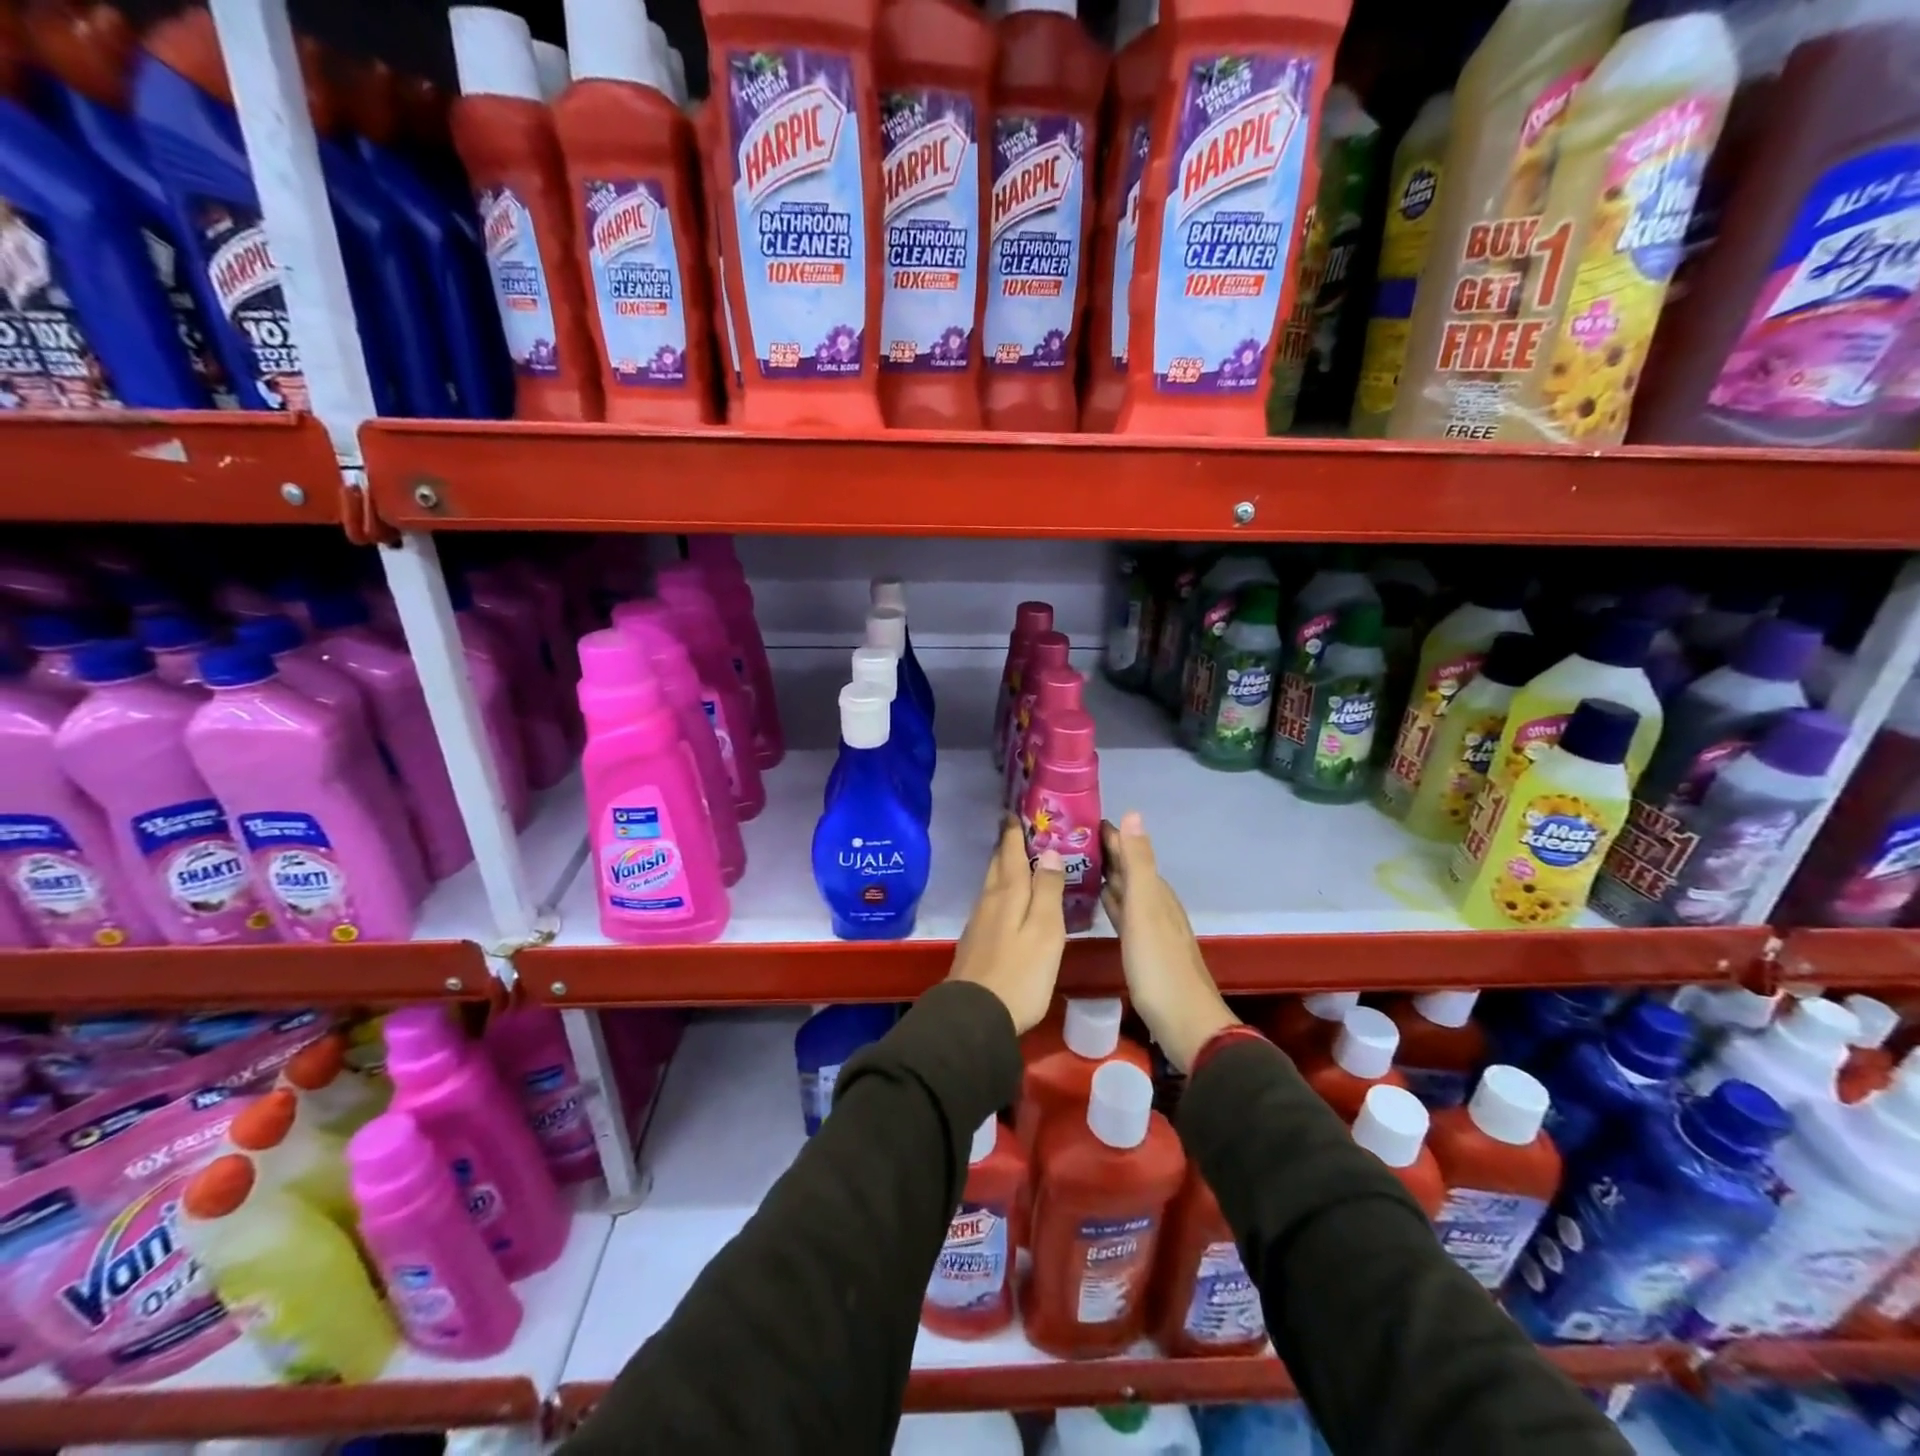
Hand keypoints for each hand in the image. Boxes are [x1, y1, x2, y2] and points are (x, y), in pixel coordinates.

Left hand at [947, 818, 1066, 1034]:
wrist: (976, 1016)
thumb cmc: (1020, 972)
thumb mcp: (1044, 930)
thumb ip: (1048, 890)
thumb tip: (1049, 851)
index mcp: (1008, 893)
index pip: (1010, 852)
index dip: (1013, 831)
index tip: (1014, 810)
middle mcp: (990, 900)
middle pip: (997, 865)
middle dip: (1006, 845)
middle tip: (1016, 827)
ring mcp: (980, 922)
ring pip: (992, 883)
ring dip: (1003, 866)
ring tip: (1017, 858)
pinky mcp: (977, 942)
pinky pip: (991, 902)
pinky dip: (1002, 890)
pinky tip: (1009, 899)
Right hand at [1100, 812, 1237, 1072]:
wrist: (1185, 1023)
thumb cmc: (1159, 965)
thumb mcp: (1145, 909)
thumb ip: (1138, 863)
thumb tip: (1132, 813)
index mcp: (1156, 891)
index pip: (1131, 852)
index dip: (1110, 835)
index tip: (1080, 819)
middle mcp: (1155, 904)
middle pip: (1128, 871)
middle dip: (1105, 853)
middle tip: (1069, 839)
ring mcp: (1151, 928)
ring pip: (1125, 892)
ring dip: (1106, 877)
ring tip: (1077, 864)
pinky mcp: (1143, 950)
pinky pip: (1123, 914)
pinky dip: (1110, 902)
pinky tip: (1098, 903)